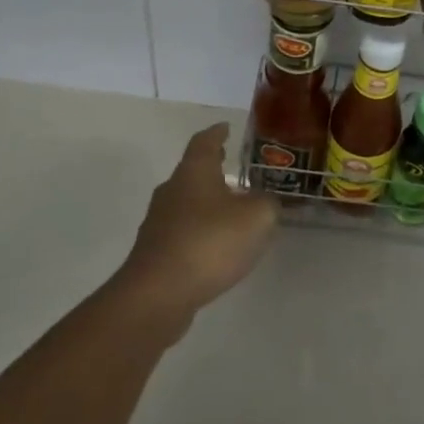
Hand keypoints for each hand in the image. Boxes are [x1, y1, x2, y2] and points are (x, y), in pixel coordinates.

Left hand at [113, 123, 276, 337]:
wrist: (157, 295)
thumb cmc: (209, 243)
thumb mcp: (256, 218)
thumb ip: (268, 204)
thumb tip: (266, 201)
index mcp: (194, 172)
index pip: (205, 141)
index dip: (217, 133)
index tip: (226, 128)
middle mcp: (172, 190)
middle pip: (193, 170)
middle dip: (213, 167)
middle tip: (232, 165)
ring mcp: (159, 222)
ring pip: (187, 201)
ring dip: (207, 201)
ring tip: (231, 208)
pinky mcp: (156, 252)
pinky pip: (183, 230)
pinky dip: (200, 229)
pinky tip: (217, 244)